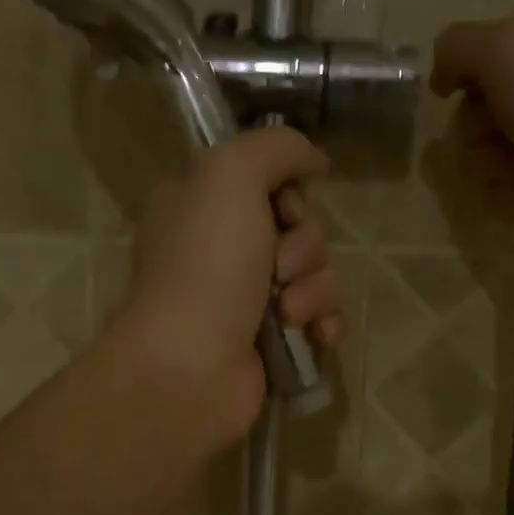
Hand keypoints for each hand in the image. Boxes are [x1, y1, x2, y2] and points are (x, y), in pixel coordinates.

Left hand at [117, 128, 340, 441]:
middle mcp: (222, 248)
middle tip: (277, 267)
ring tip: (286, 312)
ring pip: (316, 273)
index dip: (289, 192)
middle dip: (303, 246)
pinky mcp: (272, 341)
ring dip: (313, 289)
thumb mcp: (230, 174)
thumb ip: (276, 147)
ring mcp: (247, 298)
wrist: (190, 367)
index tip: (285, 208)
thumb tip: (314, 161)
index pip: (269, 180)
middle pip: (300, 228)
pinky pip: (321, 317)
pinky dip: (323, 323)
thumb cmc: (205, 264)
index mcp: (202, 205)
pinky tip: (314, 336)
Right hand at [430, 10, 513, 262]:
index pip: (476, 49)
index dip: (464, 75)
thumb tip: (442, 77)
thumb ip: (457, 46)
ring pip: (483, 153)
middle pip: (474, 107)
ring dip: (496, 167)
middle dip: (479, 129)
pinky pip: (504, 187)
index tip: (464, 93)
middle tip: (506, 136)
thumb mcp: (507, 50)